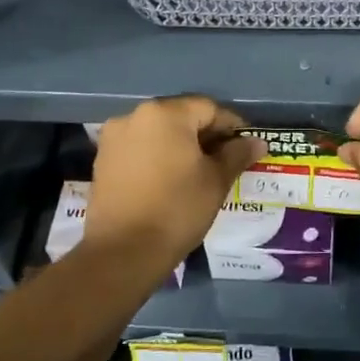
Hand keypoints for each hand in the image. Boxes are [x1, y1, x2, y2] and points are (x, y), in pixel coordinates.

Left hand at [84, 97, 262, 268]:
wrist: (123, 252)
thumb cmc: (177, 209)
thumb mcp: (216, 181)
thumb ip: (237, 154)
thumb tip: (256, 142)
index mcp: (165, 113)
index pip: (208, 108)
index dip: (232, 126)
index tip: (246, 147)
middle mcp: (135, 115)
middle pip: (181, 116)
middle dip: (205, 135)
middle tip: (225, 160)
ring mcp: (114, 137)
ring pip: (158, 132)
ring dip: (180, 145)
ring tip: (198, 172)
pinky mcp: (102, 160)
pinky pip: (139, 148)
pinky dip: (157, 157)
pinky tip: (170, 180)